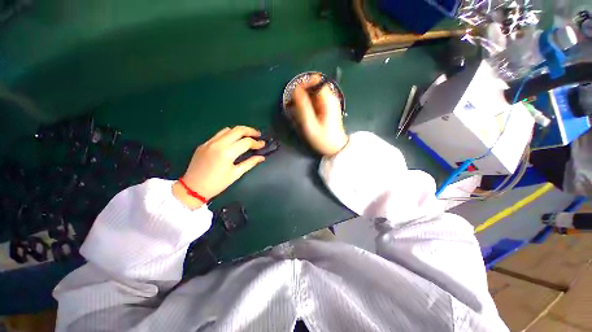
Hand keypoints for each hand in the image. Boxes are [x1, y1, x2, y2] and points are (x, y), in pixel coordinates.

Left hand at [173, 126, 265, 208]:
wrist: (193, 188)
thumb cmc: (217, 183)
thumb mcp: (236, 174)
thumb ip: (250, 163)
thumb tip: (261, 157)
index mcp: (227, 152)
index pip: (246, 142)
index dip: (257, 142)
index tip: (263, 144)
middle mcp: (218, 143)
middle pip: (238, 130)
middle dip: (250, 131)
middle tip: (258, 135)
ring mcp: (210, 142)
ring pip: (228, 129)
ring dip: (239, 131)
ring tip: (247, 136)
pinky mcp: (204, 144)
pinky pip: (219, 134)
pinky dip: (229, 135)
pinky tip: (233, 141)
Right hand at [290, 75, 348, 156]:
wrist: (336, 148)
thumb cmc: (324, 139)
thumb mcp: (311, 125)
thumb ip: (303, 107)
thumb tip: (296, 91)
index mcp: (328, 100)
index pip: (316, 80)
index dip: (304, 83)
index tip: (294, 93)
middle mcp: (330, 98)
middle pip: (314, 86)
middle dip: (302, 93)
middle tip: (294, 104)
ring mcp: (329, 103)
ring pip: (313, 94)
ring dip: (304, 99)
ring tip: (297, 110)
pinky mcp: (327, 108)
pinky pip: (315, 101)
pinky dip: (308, 104)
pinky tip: (304, 114)